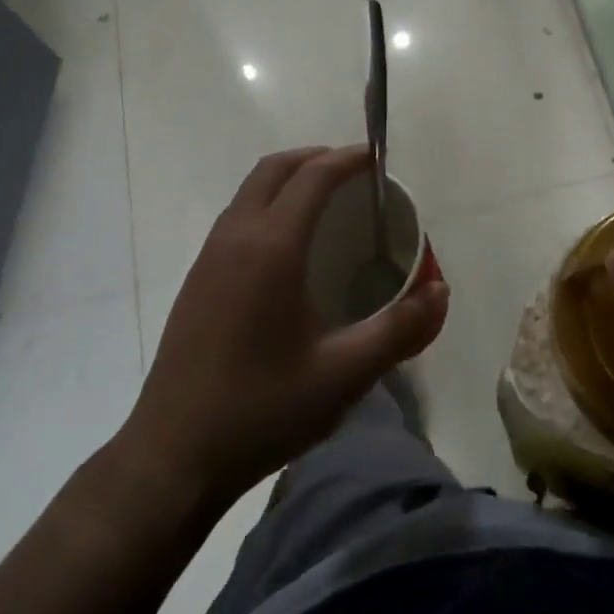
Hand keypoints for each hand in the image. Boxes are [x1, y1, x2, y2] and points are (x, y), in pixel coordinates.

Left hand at [124, 146, 448, 510]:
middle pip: (275, 169)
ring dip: (289, 180)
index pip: (313, 176)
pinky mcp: (197, 279)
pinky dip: (268, 205)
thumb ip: (399, 329)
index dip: (348, 158)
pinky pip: (237, 217)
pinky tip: (290, 249)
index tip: (378, 158)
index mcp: (272, 247)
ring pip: (251, 190)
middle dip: (316, 158)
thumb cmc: (263, 409)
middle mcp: (236, 236)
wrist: (173, 455)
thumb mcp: (344, 375)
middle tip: (355, 175)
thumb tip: (440, 292)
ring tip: (327, 204)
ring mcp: (209, 256)